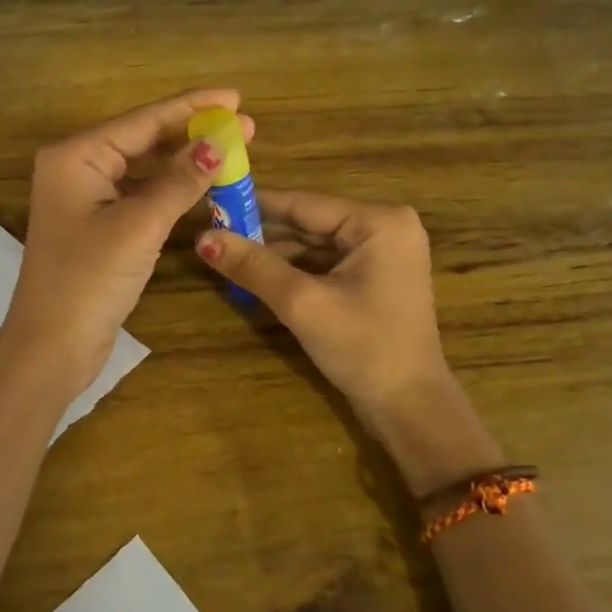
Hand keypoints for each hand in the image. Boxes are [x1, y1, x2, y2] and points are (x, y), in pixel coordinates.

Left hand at [4, 90, 254, 395]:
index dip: (192, 107)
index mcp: (76, 156)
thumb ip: (179, 181)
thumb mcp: (139, 225)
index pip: (143, 120)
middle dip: (193, 134)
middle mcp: (77, 168)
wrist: (51, 347)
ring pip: (144, 169)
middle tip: (245, 126)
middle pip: (143, 140)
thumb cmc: (88, 279)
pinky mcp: (98, 226)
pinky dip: (171, 191)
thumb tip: (218, 143)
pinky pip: (141, 195)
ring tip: (232, 152)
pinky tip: (202, 185)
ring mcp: (87, 199)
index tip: (235, 96)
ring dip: (185, 163)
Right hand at [194, 191, 498, 492]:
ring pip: (314, 244)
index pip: (303, 204)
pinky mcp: (375, 278)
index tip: (211, 202)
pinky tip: (256, 277)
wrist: (409, 408)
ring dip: (273, 255)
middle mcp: (384, 227)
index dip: (253, 205)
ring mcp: (382, 254)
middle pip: (308, 222)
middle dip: (261, 233)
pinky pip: (325, 264)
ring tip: (224, 255)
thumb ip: (253, 266)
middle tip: (210, 233)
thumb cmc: (363, 347)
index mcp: (378, 221)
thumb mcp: (302, 303)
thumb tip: (202, 238)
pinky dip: (293, 271)